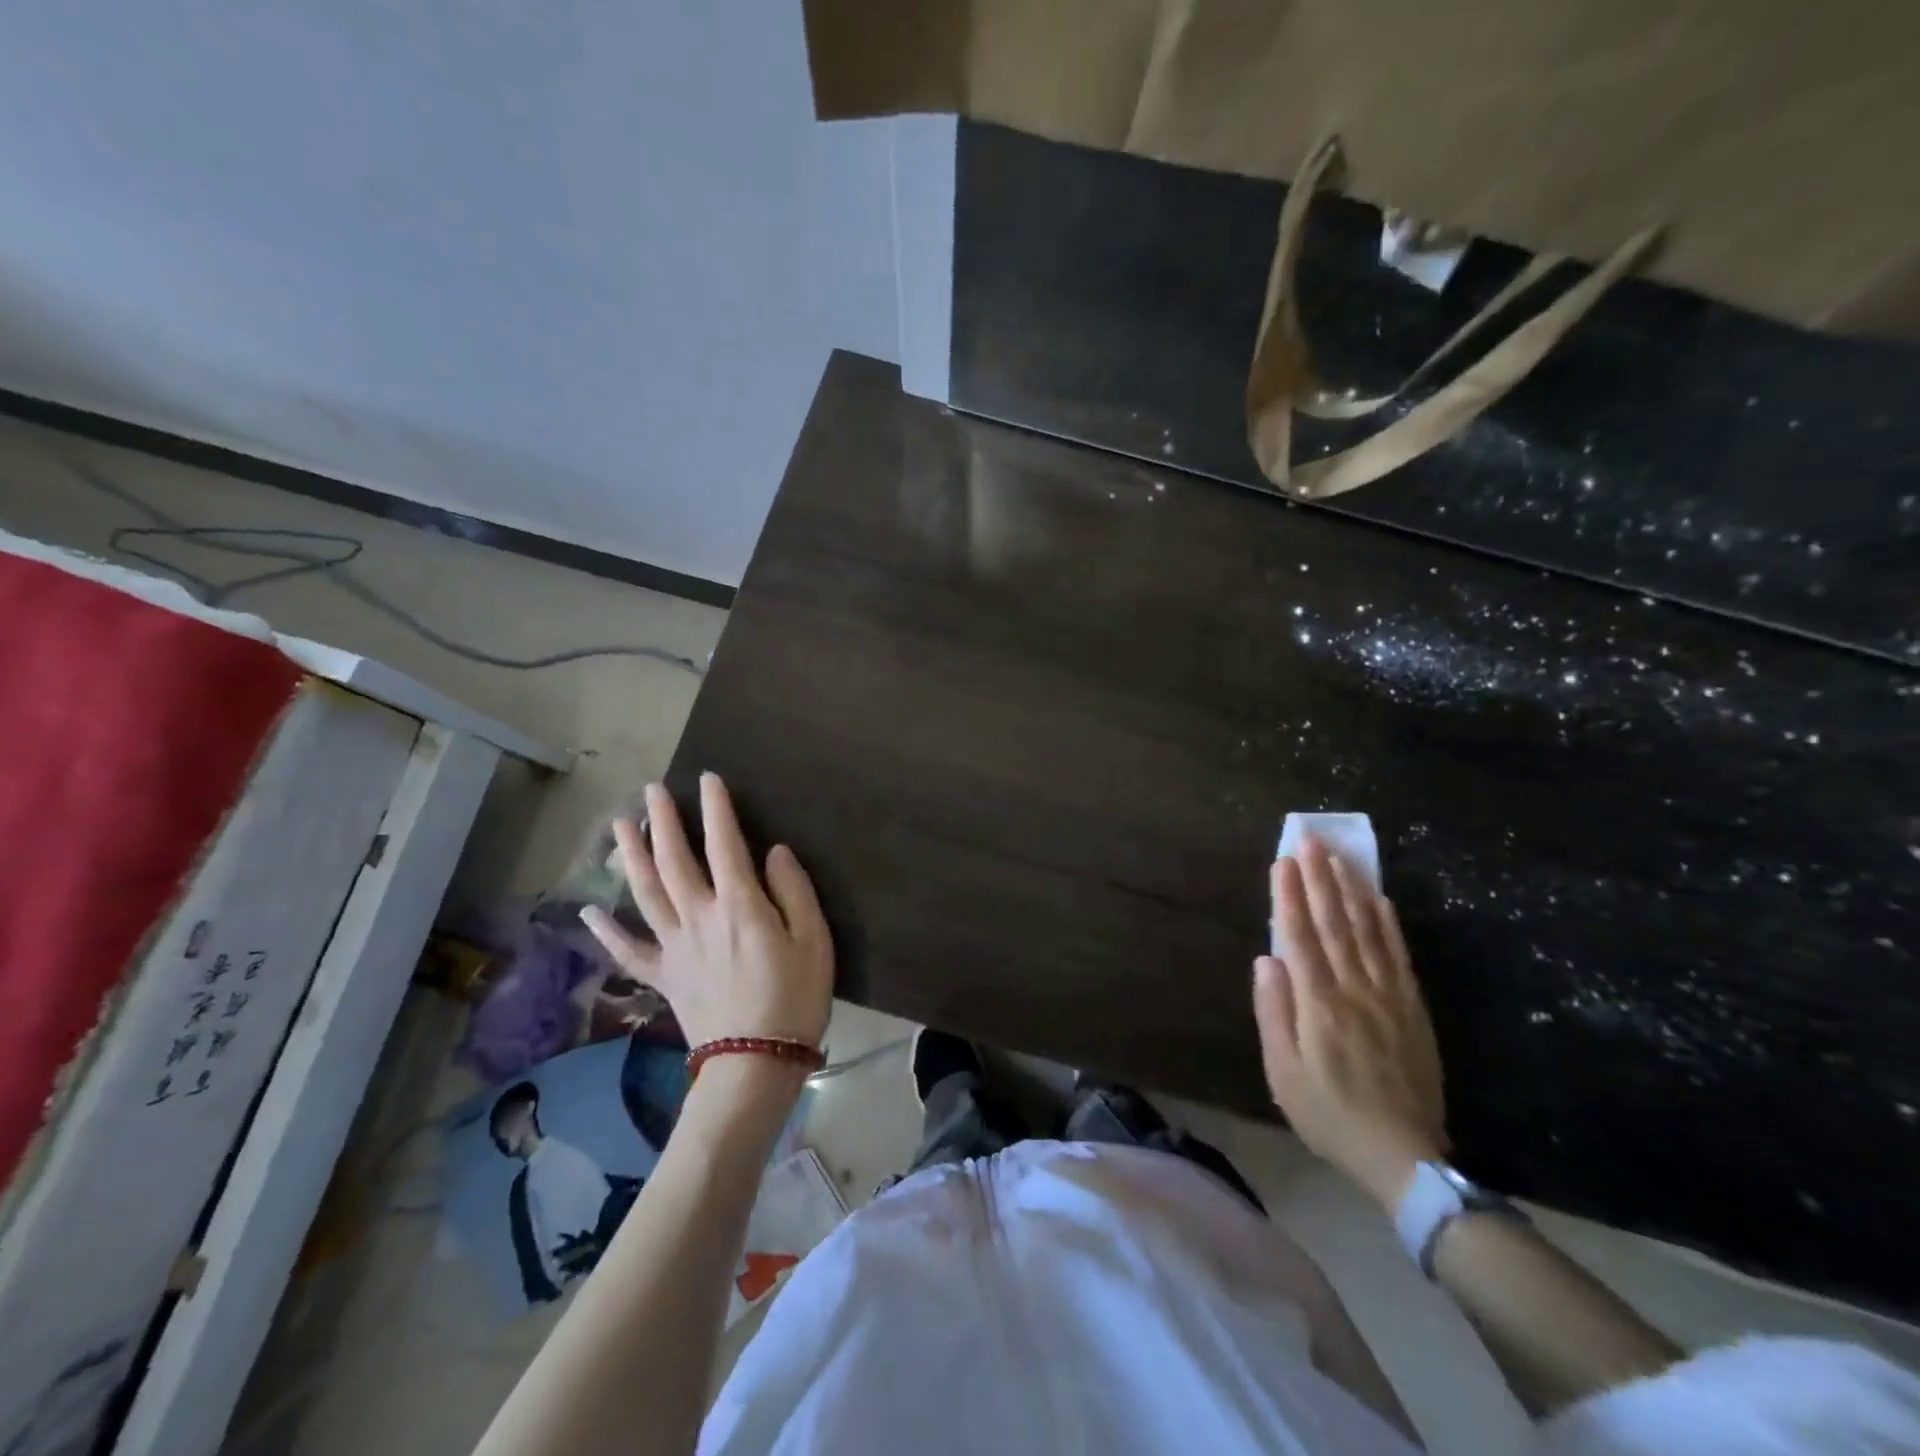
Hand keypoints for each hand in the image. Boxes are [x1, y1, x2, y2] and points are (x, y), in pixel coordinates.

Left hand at [580, 773, 832, 1052]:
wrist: (754, 1062)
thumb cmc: (795, 998)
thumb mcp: (814, 939)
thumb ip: (793, 890)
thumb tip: (773, 852)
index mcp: (740, 905)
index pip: (724, 843)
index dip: (715, 808)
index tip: (707, 778)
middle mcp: (699, 916)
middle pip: (674, 860)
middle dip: (663, 821)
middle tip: (652, 790)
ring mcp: (675, 946)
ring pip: (646, 892)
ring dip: (631, 856)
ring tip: (620, 826)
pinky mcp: (664, 976)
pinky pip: (629, 951)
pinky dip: (606, 931)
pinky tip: (589, 911)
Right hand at [1253, 835, 1446, 1208]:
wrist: (1404, 1155)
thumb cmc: (1329, 1114)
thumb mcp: (1283, 1073)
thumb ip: (1274, 1012)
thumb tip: (1266, 960)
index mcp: (1318, 1003)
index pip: (1299, 936)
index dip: (1288, 896)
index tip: (1281, 861)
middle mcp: (1355, 988)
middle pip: (1334, 923)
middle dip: (1319, 878)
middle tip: (1310, 840)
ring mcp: (1388, 995)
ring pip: (1367, 930)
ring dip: (1350, 889)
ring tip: (1339, 856)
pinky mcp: (1412, 1007)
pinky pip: (1398, 954)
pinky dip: (1387, 922)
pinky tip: (1378, 898)